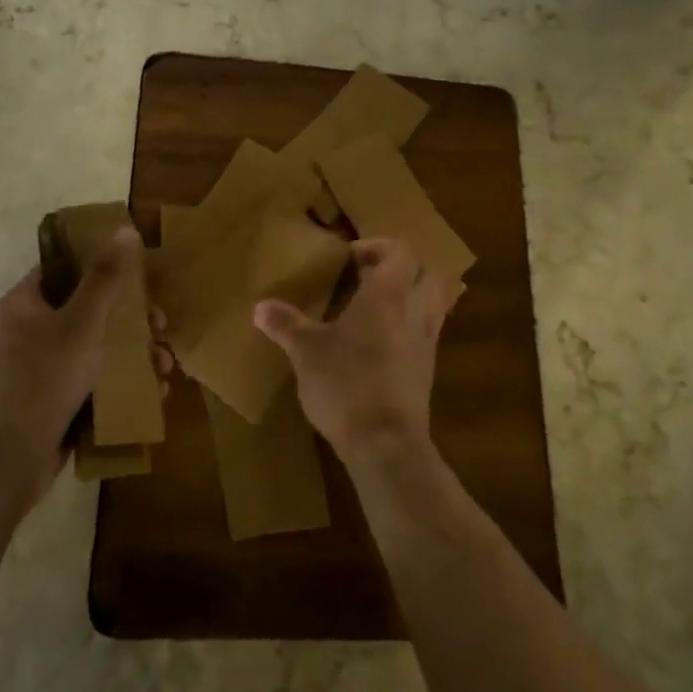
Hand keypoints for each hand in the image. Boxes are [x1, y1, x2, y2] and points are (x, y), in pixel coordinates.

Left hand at [0, 226, 145, 513]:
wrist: (4, 464)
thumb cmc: (41, 381)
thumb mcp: (81, 324)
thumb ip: (106, 278)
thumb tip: (126, 229)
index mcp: (28, 303)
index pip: (66, 267)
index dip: (103, 263)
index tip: (142, 271)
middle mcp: (34, 331)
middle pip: (91, 310)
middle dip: (133, 319)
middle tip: (161, 325)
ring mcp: (45, 370)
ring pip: (99, 349)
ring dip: (136, 355)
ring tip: (166, 368)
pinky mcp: (57, 403)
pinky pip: (97, 383)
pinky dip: (125, 385)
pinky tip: (155, 393)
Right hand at [252, 238, 449, 461]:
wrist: (386, 444)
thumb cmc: (346, 384)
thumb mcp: (306, 352)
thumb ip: (286, 324)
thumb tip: (259, 306)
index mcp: (388, 295)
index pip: (400, 251)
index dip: (377, 246)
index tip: (349, 258)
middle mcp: (415, 311)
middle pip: (426, 272)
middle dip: (401, 268)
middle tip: (367, 277)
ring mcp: (427, 342)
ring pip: (432, 302)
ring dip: (410, 296)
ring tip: (374, 307)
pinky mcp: (427, 370)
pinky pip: (427, 332)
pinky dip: (409, 326)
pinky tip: (379, 343)